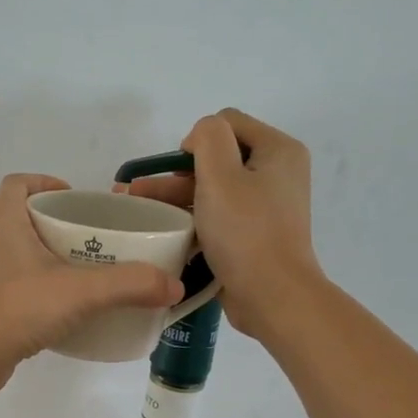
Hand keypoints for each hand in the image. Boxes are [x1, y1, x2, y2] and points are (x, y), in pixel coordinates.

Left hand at [0, 174, 183, 397]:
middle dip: (50, 222)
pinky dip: (25, 284)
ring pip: (8, 250)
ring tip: (74, 272)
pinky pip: (2, 281)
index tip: (76, 200)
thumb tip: (174, 285)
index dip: (47, 184)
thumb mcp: (81, 293)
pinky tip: (51, 307)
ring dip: (37, 254)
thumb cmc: (15, 310)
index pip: (19, 183)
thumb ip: (130, 285)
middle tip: (86, 240)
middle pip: (15, 215)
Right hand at [121, 109, 319, 335]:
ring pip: (214, 189)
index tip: (178, 171)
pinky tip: (166, 229)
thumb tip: (199, 138)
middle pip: (219, 157)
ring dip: (177, 196)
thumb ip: (208, 138)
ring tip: (139, 209)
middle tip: (141, 191)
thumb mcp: (221, 175)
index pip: (227, 122)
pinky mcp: (254, 234)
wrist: (272, 295)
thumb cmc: (245, 232)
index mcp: (277, 150)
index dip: (196, 139)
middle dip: (177, 172)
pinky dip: (194, 218)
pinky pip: (219, 215)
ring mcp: (266, 206)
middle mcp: (277, 173)